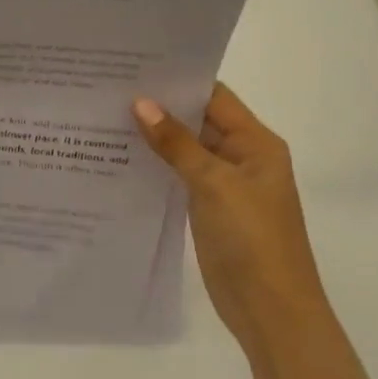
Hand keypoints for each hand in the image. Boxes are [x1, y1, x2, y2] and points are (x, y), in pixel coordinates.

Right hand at [133, 84, 328, 350]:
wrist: (271, 312)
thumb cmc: (253, 239)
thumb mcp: (214, 184)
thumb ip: (177, 143)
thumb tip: (141, 102)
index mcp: (256, 143)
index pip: (214, 97)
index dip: (179, 81)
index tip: (135, 66)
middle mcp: (241, 157)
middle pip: (197, 121)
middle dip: (159, 106)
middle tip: (110, 88)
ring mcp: (223, 185)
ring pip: (184, 150)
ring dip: (153, 137)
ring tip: (105, 116)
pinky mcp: (207, 209)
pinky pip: (177, 176)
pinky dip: (154, 165)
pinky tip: (118, 156)